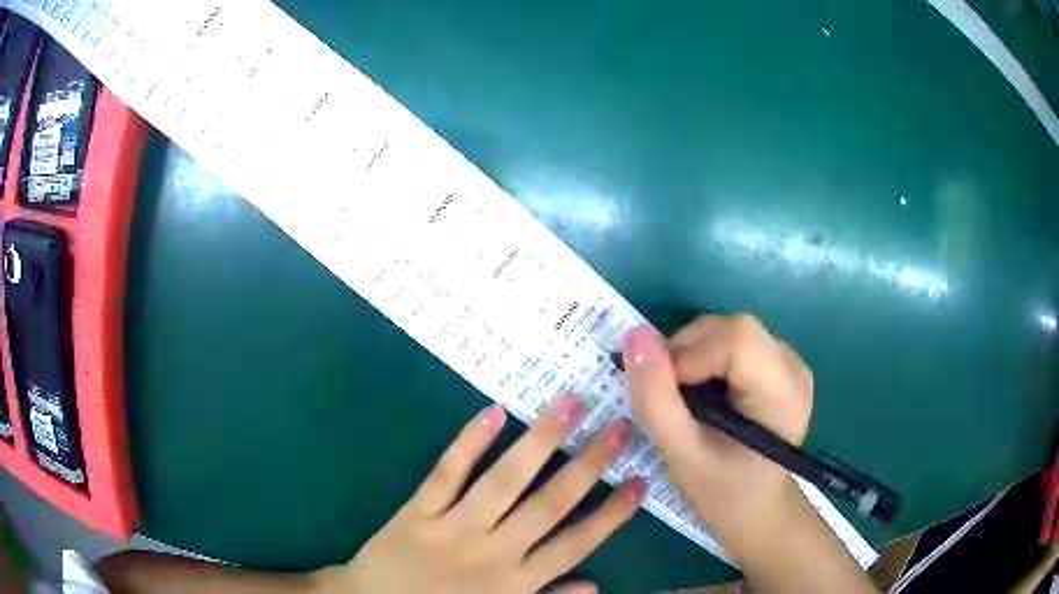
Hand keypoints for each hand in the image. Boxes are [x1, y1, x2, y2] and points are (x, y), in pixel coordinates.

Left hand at [319, 396, 645, 593]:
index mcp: (516, 582)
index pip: (576, 544)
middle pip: (549, 504)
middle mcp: (493, 552)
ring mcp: (454, 528)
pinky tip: (495, 414)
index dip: (612, 514)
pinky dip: (470, 443)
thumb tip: (596, 587)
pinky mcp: (418, 511)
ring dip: (541, 442)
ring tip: (571, 405)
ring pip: (505, 481)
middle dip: (587, 465)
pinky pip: (446, 474)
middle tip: (619, 427)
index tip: (640, 481)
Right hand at [622, 314, 812, 557]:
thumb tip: (634, 337)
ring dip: (692, 355)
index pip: (737, 339)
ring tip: (683, 398)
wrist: (756, 509)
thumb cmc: (722, 493)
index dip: (690, 354)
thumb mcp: (681, 454)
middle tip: (666, 397)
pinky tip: (703, 393)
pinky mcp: (777, 363)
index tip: (664, 392)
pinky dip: (704, 358)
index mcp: (783, 393)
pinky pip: (732, 342)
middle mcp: (792, 366)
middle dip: (686, 353)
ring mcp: (788, 362)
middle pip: (731, 329)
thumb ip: (656, 399)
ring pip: (727, 330)